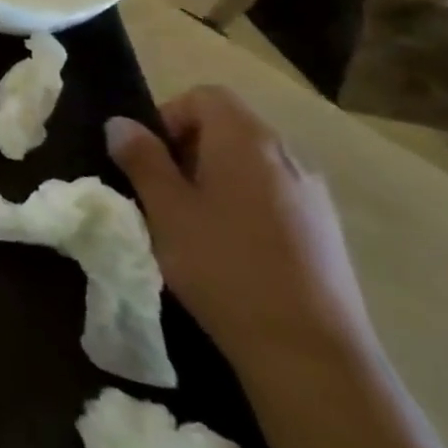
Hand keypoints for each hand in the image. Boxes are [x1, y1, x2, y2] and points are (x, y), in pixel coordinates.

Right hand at [106, 85, 375, 375]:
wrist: (310, 352)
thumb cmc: (224, 266)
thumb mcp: (166, 209)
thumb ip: (142, 159)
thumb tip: (121, 124)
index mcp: (247, 140)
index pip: (205, 96)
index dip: (169, 116)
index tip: (149, 158)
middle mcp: (288, 155)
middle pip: (229, 126)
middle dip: (188, 148)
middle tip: (162, 192)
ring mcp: (313, 194)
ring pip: (251, 163)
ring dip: (216, 178)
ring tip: (193, 223)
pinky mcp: (326, 231)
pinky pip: (274, 194)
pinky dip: (244, 204)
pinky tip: (232, 249)